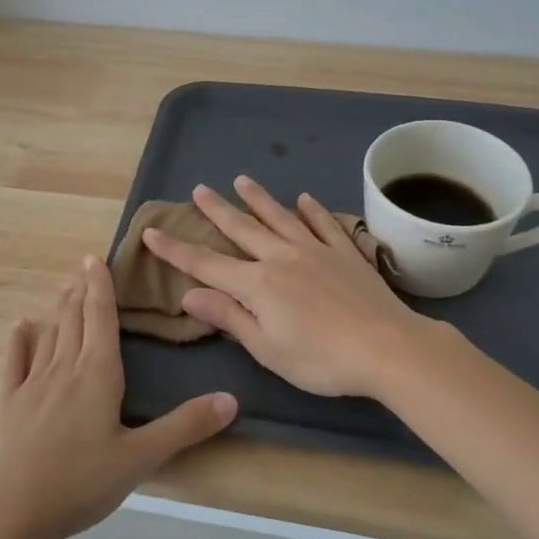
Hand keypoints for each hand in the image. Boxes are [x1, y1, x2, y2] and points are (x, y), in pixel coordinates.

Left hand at [0, 255, 237, 538]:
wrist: (14, 512)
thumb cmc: (82, 482)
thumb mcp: (142, 457)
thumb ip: (185, 426)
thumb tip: (231, 399)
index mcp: (98, 374)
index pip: (101, 318)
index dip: (100, 287)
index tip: (95, 258)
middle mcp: (64, 369)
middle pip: (74, 320)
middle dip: (81, 291)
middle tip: (82, 266)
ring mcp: (31, 385)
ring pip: (49, 335)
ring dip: (58, 310)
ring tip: (64, 289)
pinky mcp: (8, 404)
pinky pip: (14, 363)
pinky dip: (19, 341)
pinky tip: (20, 326)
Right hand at [141, 176, 433, 398]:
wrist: (387, 347)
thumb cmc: (321, 359)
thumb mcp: (267, 348)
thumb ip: (229, 317)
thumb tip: (189, 294)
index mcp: (256, 284)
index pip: (205, 263)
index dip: (175, 249)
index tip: (151, 232)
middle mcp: (280, 257)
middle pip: (241, 229)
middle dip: (216, 209)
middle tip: (199, 189)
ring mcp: (315, 250)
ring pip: (279, 217)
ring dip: (258, 199)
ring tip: (241, 180)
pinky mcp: (345, 252)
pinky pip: (324, 224)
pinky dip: (312, 210)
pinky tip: (304, 199)